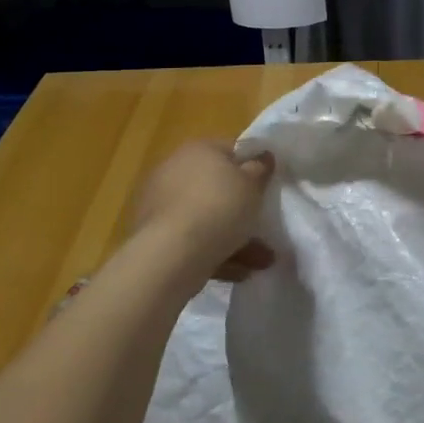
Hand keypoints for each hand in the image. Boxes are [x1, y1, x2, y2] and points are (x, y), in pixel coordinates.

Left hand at [134, 140, 275, 283]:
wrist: (172, 253)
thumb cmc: (219, 207)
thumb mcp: (252, 184)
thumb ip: (260, 168)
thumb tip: (263, 155)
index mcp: (198, 150)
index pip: (230, 150)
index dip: (252, 166)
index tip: (267, 186)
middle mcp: (175, 171)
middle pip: (217, 187)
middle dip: (242, 208)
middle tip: (263, 225)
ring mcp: (161, 205)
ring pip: (207, 217)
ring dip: (234, 237)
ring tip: (261, 261)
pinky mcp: (156, 236)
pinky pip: (194, 240)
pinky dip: (215, 252)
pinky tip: (239, 272)